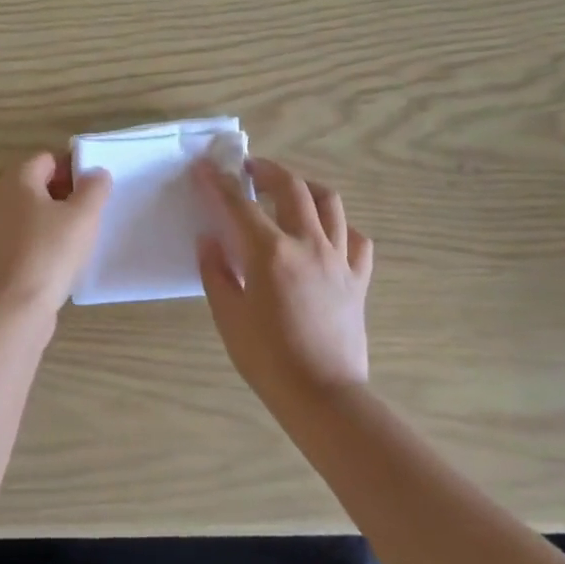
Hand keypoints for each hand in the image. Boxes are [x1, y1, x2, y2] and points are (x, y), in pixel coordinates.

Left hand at [0, 152, 110, 318]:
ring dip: (57, 221)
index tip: (96, 190)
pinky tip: (63, 261)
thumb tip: (96, 173)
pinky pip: (26, 238)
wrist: (11, 309)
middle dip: (67, 194)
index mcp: (16, 179)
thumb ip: (94, 188)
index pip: (48, 159)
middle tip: (92, 213)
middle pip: (38, 185)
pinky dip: (44, 242)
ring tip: (82, 238)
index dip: (74, 169)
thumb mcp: (83, 215)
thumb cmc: (49, 252)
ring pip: (33, 213)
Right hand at [194, 157, 373, 405]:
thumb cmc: (268, 359)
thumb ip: (216, 271)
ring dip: (306, 187)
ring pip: (329, 203)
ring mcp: (339, 259)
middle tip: (250, 170)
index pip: (239, 205)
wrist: (323, 396)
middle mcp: (308, 244)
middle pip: (292, 188)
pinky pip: (356, 239)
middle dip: (268, 170)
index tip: (206, 167)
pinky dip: (340, 228)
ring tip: (289, 191)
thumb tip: (209, 240)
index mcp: (271, 253)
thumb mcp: (228, 316)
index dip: (219, 182)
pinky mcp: (358, 279)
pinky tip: (326, 235)